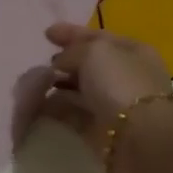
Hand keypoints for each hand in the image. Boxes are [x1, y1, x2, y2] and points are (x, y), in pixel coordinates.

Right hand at [39, 21, 172, 152]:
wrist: (139, 139)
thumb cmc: (120, 85)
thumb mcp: (94, 53)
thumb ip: (72, 52)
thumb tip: (59, 65)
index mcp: (132, 51)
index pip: (98, 37)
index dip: (72, 33)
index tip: (46, 34)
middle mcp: (125, 76)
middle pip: (89, 65)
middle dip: (64, 63)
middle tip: (40, 63)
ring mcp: (114, 104)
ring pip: (80, 90)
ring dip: (58, 86)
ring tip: (33, 85)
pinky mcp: (100, 129)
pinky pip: (73, 114)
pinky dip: (56, 109)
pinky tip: (38, 106)